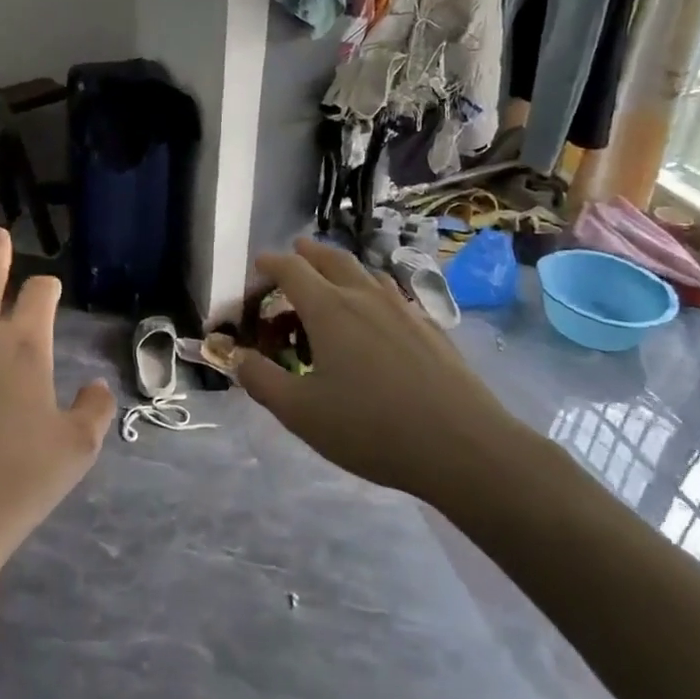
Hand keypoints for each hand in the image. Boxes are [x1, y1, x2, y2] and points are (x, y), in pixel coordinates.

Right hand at [236, 239, 511, 503]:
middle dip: (305, 254)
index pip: (290, 268)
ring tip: (330, 284)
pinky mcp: (428, 326)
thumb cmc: (370, 428)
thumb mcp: (300, 413)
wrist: (462, 444)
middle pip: (330, 257)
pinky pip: (389, 293)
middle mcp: (363, 295)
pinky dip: (369, 291)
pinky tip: (374, 318)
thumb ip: (261, 380)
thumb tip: (237, 358)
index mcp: (328, 308)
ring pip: (364, 271)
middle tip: (292, 260)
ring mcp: (401, 307)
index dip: (268, 265)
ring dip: (339, 269)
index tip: (256, 273)